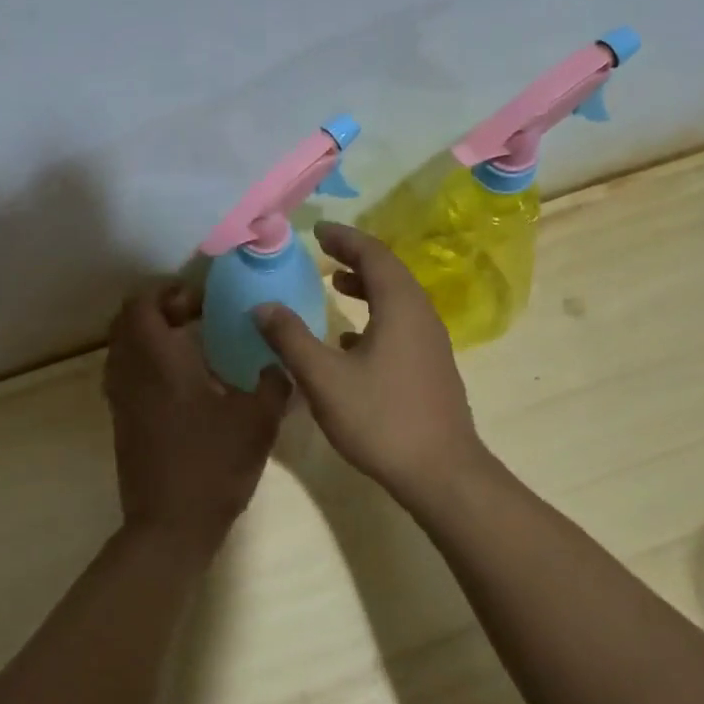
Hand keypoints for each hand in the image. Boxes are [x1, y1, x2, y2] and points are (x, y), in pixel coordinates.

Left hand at [104, 282, 289, 554]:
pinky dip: (145, 362)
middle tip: (194, 317)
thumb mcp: (257, 423)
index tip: (200, 301)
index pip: (142, 304)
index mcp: (158, 361)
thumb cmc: (213, 465)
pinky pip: (125, 373)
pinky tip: (183, 382)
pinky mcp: (121, 421)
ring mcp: (120, 398)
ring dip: (149, 336)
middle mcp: (131, 372)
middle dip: (158, 310)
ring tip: (190, 345)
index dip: (167, 293)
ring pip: (123, 348)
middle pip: (126, 321)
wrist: (170, 525)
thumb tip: (280, 364)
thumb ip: (273, 385)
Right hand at [255, 221, 487, 502]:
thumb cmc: (380, 418)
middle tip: (323, 251)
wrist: (441, 472)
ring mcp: (431, 342)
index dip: (344, 238)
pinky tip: (349, 339)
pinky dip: (375, 315)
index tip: (317, 230)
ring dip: (365, 286)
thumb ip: (291, 338)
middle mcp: (421, 315)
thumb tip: (263, 306)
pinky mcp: (430, 366)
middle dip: (355, 257)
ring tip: (334, 285)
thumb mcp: (324, 378)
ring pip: (396, 299)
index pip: (373, 254)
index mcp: (400, 306)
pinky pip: (400, 323)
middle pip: (388, 272)